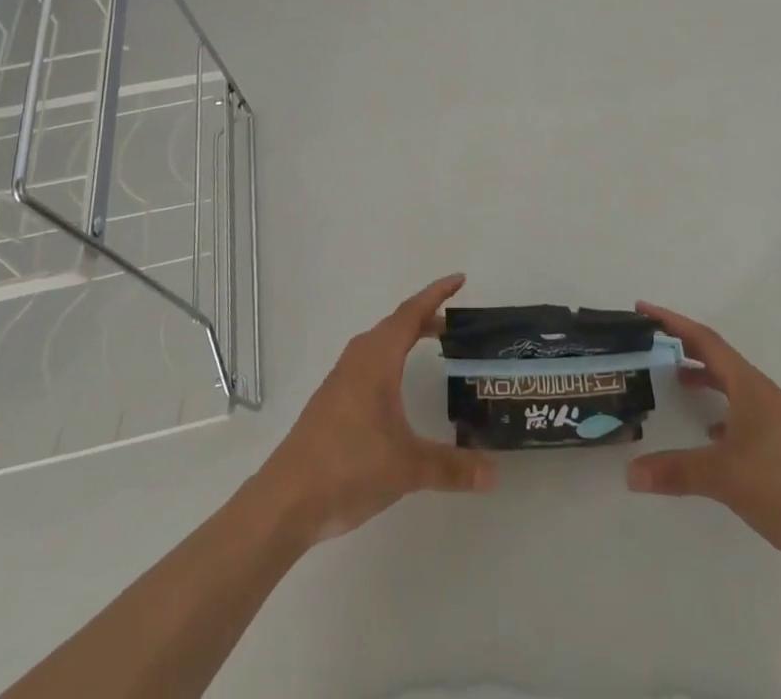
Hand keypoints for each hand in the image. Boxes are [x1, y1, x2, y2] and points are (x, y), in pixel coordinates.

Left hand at [255, 274, 495, 545]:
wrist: (287, 500)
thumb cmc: (349, 467)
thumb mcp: (407, 467)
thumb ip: (452, 467)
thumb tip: (494, 473)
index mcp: (377, 359)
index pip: (411, 313)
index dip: (436, 294)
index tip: (460, 279)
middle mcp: (358, 360)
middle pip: (395, 325)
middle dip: (425, 318)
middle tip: (455, 325)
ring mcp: (341, 380)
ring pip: (379, 344)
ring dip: (405, 338)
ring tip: (432, 347)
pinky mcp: (332, 401)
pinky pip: (368, 363)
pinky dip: (390, 359)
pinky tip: (396, 387)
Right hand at [627, 302, 780, 587]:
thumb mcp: (722, 478)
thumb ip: (675, 471)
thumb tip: (630, 473)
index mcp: (750, 387)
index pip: (705, 341)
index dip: (672, 322)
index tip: (644, 309)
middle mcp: (766, 393)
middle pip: (720, 357)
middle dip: (686, 346)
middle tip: (655, 342)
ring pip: (736, 383)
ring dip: (707, 377)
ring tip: (679, 384)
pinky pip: (749, 408)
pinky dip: (725, 408)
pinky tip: (713, 433)